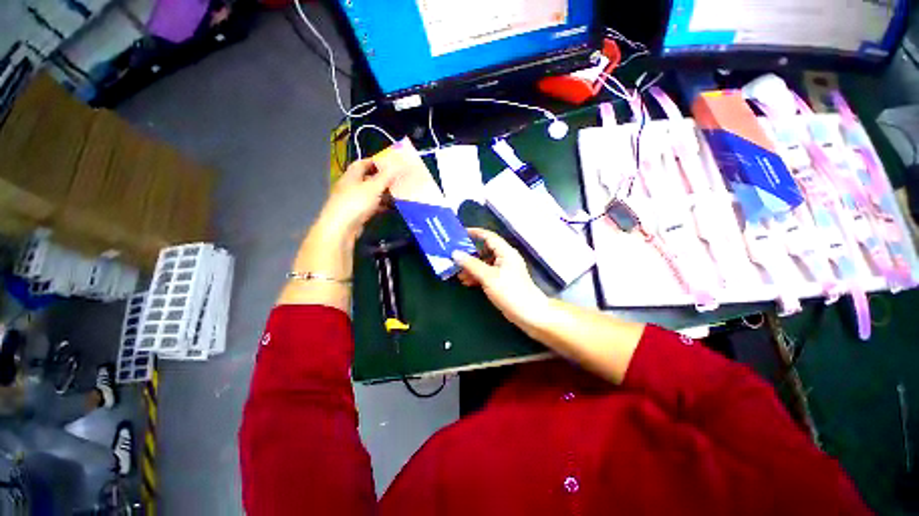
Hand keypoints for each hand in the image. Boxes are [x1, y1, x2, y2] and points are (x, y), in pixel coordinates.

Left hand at [314, 159, 396, 243]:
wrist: (341, 228)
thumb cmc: (356, 203)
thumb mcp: (373, 187)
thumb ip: (386, 176)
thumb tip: (398, 164)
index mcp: (351, 176)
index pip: (361, 164)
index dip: (374, 161)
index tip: (389, 163)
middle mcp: (350, 186)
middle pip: (367, 179)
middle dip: (382, 179)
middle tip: (397, 179)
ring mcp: (353, 201)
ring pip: (370, 194)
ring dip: (383, 194)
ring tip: (398, 194)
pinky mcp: (356, 214)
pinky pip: (371, 206)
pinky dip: (380, 206)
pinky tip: (391, 208)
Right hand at [452, 228, 549, 328]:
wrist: (528, 313)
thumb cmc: (509, 291)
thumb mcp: (488, 276)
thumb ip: (471, 264)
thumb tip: (455, 253)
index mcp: (505, 252)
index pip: (489, 236)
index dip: (475, 233)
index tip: (460, 233)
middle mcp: (505, 258)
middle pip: (485, 251)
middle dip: (470, 255)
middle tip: (455, 258)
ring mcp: (504, 270)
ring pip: (485, 264)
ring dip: (472, 268)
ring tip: (459, 274)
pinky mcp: (503, 281)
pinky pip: (487, 274)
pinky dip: (477, 276)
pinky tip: (467, 282)